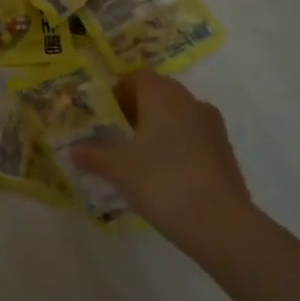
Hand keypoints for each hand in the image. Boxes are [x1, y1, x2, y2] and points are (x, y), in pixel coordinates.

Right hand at [72, 70, 256, 250]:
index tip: (102, 115)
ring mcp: (212, 126)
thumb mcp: (118, 168)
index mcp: (163, 95)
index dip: (117, 92)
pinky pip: (192, 138)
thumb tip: (74, 150)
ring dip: (157, 130)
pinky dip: (176, 148)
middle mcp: (190, 101)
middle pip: (157, 95)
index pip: (136, 77)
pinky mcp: (225, 151)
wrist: (220, 223)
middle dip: (135, 111)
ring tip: (136, 158)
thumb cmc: (162, 182)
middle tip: (113, 137)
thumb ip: (94, 155)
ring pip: (177, 117)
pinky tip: (163, 176)